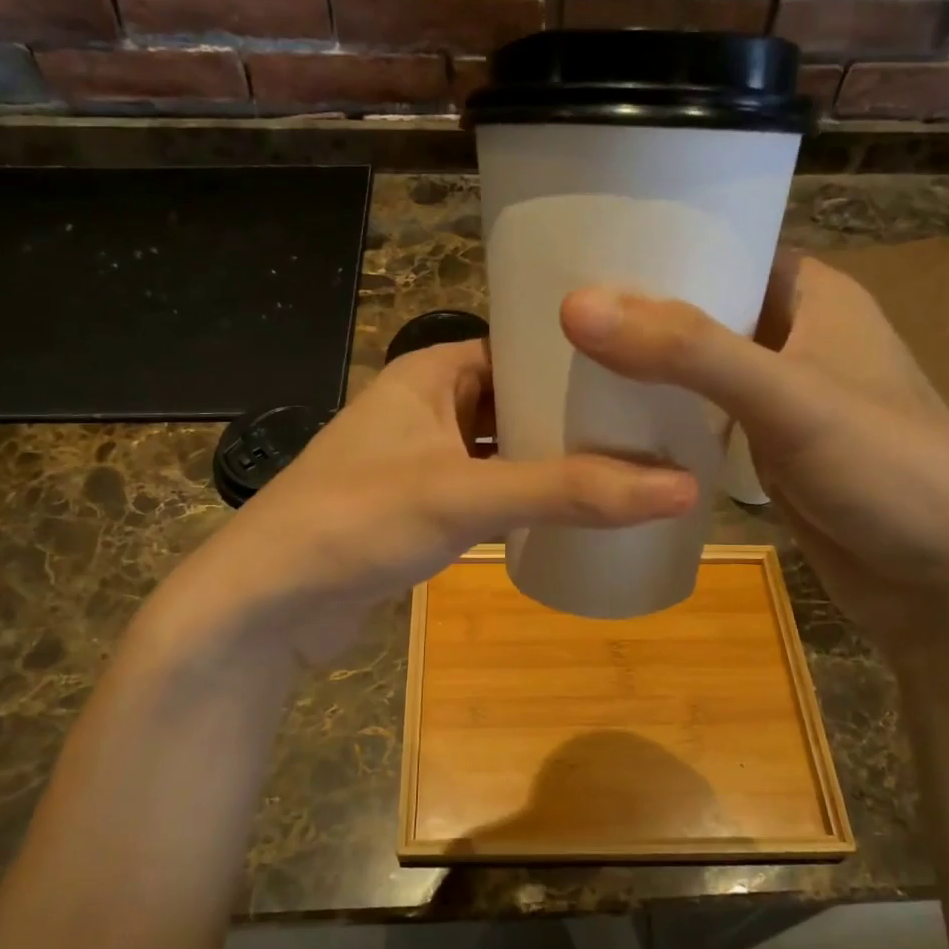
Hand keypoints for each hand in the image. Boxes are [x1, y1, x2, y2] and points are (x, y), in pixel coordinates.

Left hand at [142, 339, 697, 666]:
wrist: (267, 604)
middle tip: (656, 422)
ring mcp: (422, 461)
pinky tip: (576, 511)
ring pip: (505, 448)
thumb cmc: (357, 521)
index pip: (519, 343)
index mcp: (430, 372)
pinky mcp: (421, 511)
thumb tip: (681, 487)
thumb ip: (569, 491)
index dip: (579, 355)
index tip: (647, 367)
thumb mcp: (465, 496)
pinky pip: (489, 490)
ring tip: (634, 462)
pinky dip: (526, 496)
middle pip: (517, 398)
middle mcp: (426, 406)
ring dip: (554, 458)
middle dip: (575, 412)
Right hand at [560, 253, 948, 649]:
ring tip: (563, 361)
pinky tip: (608, 421)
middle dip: (639, 314)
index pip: (724, 247)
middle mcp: (796, 334)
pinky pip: (701, 415)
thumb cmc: (884, 469)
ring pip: (697, 366)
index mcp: (814, 294)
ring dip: (645, 368)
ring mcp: (780, 396)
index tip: (579, 256)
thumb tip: (577, 306)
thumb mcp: (787, 397)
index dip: (657, 249)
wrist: (943, 584)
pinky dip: (663, 415)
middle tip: (556, 316)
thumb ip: (686, 351)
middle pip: (702, 309)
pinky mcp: (766, 447)